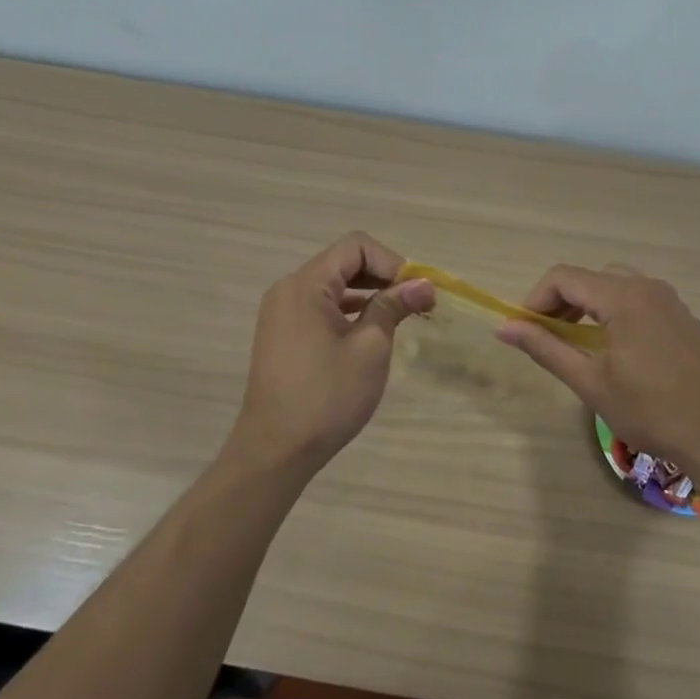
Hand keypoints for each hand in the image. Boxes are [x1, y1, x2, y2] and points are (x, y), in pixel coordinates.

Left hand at [229, 232, 435, 472]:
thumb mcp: (370, 349)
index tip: (415, 291)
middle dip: (383, 276)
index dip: (391, 262)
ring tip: (402, 316)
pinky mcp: (284, 334)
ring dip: (369, 293)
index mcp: (306, 285)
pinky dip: (350, 310)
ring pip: (334, 285)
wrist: (275, 451)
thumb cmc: (326, 397)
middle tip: (416, 303)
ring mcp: (283, 312)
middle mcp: (289, 289)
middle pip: (344, 262)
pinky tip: (373, 330)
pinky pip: (322, 306)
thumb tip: (424, 284)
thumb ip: (394, 307)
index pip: (356, 246)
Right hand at [494, 265, 699, 475]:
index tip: (525, 330)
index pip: (563, 277)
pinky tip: (618, 351)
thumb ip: (546, 348)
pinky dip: (616, 313)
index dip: (536, 299)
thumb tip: (504, 329)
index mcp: (622, 296)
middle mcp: (647, 286)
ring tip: (579, 344)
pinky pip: (640, 300)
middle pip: (590, 277)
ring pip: (616, 285)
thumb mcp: (590, 382)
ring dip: (589, 306)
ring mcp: (670, 300)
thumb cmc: (650, 410)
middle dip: (562, 302)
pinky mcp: (684, 318)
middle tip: (549, 337)